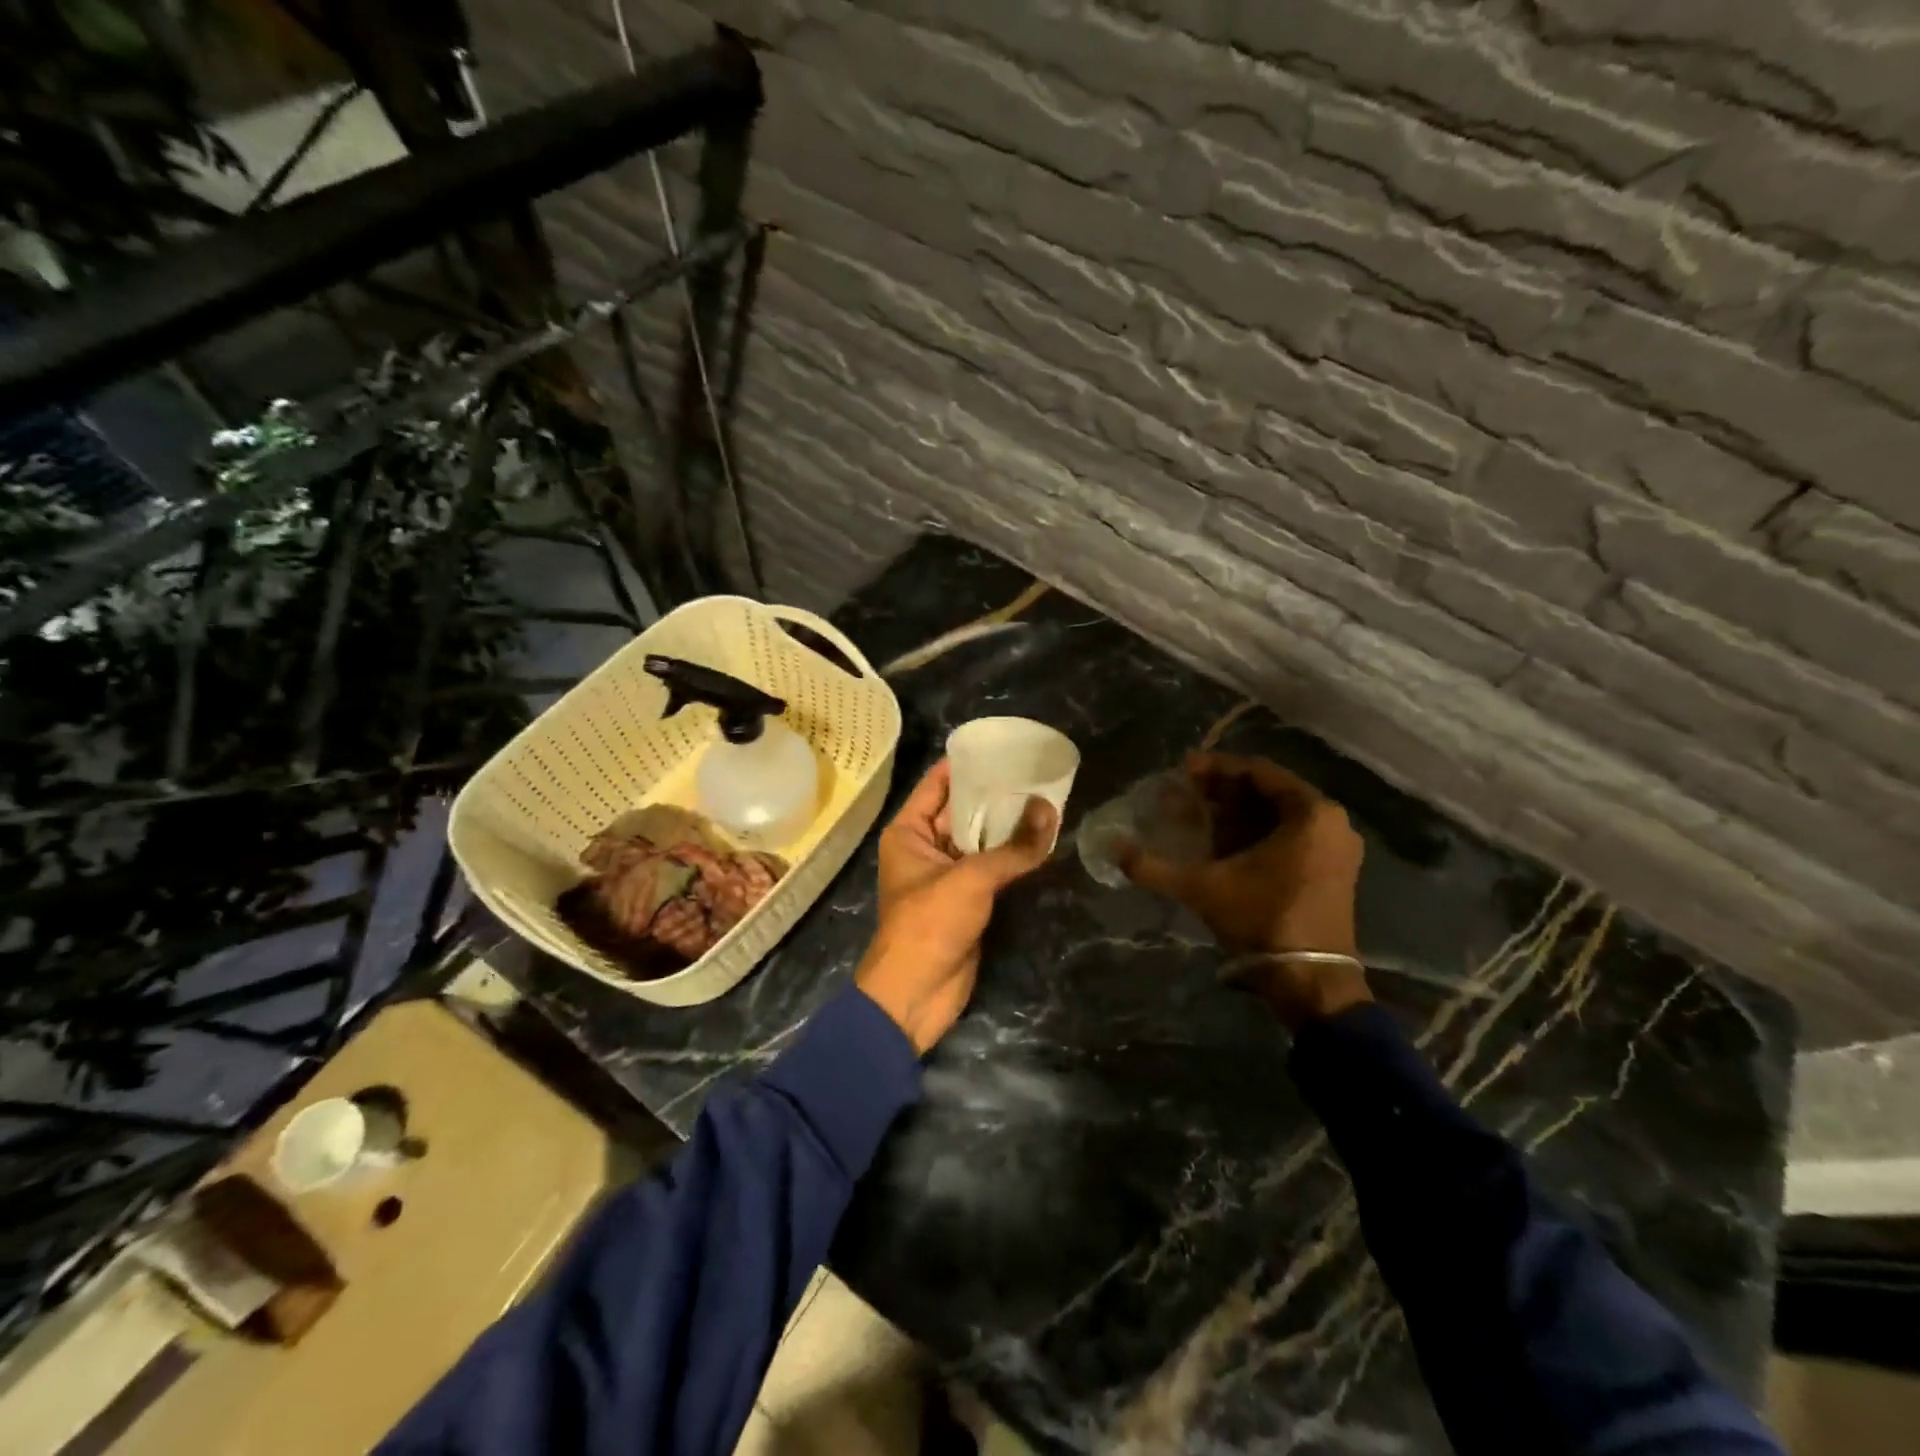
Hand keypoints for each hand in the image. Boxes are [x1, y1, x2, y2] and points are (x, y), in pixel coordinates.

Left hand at [855, 759, 1055, 1052]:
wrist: (916, 994)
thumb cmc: (929, 924)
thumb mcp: (972, 878)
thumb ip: (1014, 847)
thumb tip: (1052, 810)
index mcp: (909, 831)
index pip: (938, 783)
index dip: (968, 764)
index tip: (1005, 748)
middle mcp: (925, 846)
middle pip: (962, 809)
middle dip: (995, 794)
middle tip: (1036, 772)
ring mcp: (947, 873)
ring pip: (980, 839)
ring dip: (1007, 825)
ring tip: (1046, 797)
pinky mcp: (967, 898)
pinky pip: (991, 866)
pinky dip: (1012, 854)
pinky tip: (1041, 837)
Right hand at [1120, 753, 1370, 1027]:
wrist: (1310, 981)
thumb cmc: (1263, 920)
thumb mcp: (1203, 888)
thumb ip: (1155, 867)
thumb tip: (1114, 849)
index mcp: (1312, 813)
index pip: (1259, 771)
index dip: (1216, 768)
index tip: (1182, 770)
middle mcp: (1331, 822)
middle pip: (1269, 791)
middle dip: (1224, 789)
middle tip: (1184, 791)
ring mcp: (1335, 847)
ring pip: (1278, 814)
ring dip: (1237, 811)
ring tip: (1197, 813)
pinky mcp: (1330, 870)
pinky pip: (1289, 834)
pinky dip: (1255, 832)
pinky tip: (1222, 840)